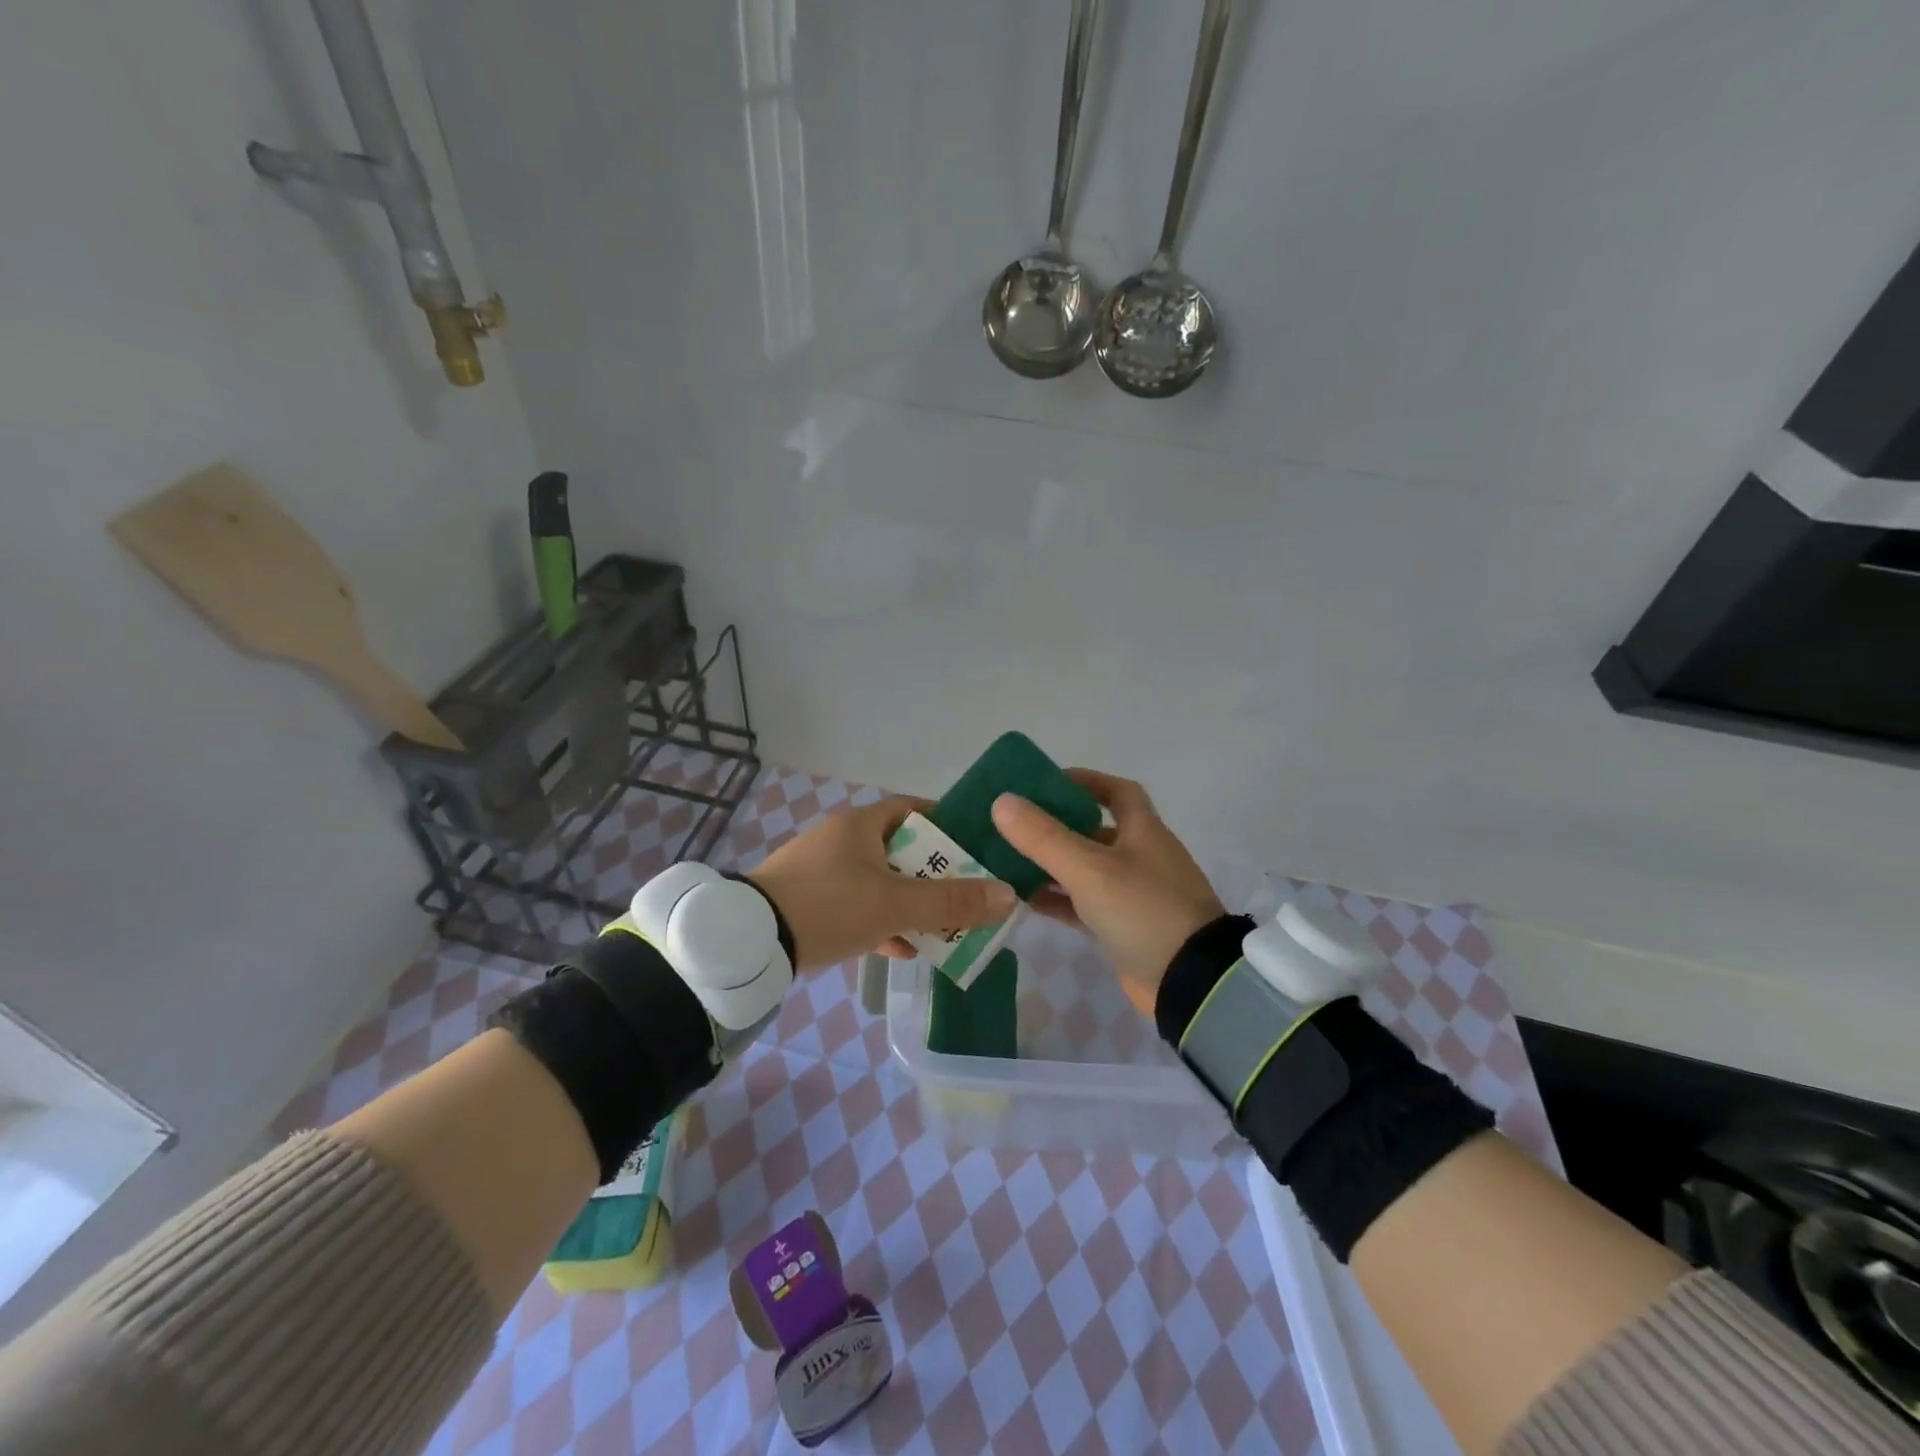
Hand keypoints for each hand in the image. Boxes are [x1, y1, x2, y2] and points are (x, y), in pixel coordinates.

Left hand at [747, 797, 1017, 972]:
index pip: (915, 810)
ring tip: (944, 928)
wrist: (749, 941)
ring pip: (881, 882)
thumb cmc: (828, 906)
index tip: (976, 848)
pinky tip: (902, 948)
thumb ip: (951, 902)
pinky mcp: (809, 901)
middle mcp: (842, 840)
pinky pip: (857, 906)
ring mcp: (823, 871)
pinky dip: (882, 922)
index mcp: (861, 825)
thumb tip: (1009, 895)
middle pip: (902, 850)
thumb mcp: (894, 904)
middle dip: (935, 875)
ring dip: (911, 903)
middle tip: (967, 895)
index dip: (948, 825)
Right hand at [991, 769, 1224, 1017]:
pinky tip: (1024, 900)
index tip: (1046, 783)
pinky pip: (1083, 905)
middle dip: (1056, 825)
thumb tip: (1002, 801)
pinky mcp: (1122, 929)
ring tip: (1007, 860)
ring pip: (1085, 869)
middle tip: (1013, 824)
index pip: (1117, 792)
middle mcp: (1139, 857)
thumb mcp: (1089, 868)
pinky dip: (1057, 899)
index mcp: (1142, 831)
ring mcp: (1132, 895)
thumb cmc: (1143, 910)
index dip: (1085, 781)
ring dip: (1051, 864)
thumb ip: (1044, 836)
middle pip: (1094, 830)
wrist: (1190, 983)